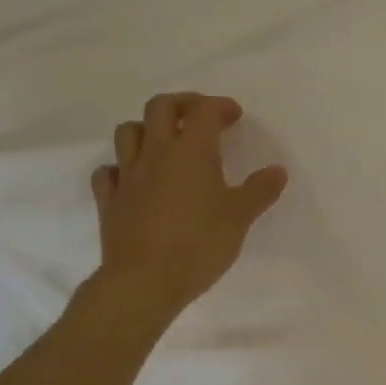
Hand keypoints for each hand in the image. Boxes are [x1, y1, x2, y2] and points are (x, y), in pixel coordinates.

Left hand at [89, 92, 287, 316]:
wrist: (145, 280)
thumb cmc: (199, 243)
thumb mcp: (240, 217)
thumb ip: (260, 190)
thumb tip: (277, 170)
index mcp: (191, 151)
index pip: (204, 111)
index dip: (220, 107)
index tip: (234, 116)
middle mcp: (156, 154)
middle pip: (160, 108)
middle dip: (182, 104)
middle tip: (200, 116)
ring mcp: (127, 176)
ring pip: (128, 132)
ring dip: (147, 128)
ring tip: (166, 142)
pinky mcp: (109, 201)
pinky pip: (108, 172)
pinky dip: (121, 167)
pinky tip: (135, 179)